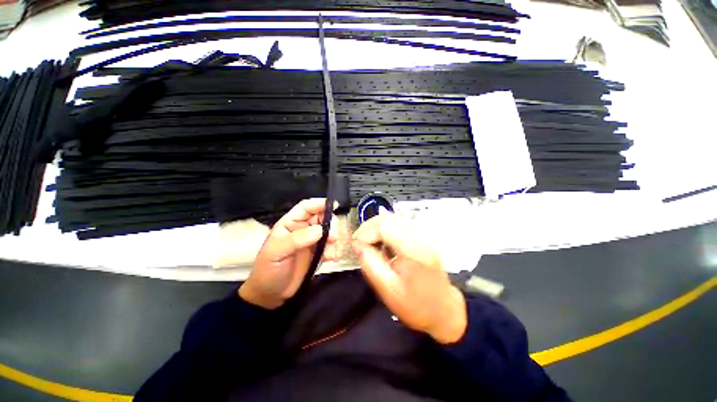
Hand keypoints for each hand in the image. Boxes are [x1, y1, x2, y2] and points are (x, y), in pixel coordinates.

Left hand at [239, 199, 339, 309]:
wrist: (271, 296)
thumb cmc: (268, 271)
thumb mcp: (276, 253)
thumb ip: (296, 239)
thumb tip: (320, 230)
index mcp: (290, 224)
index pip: (306, 208)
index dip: (319, 204)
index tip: (334, 206)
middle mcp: (302, 230)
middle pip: (321, 218)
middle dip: (330, 224)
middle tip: (333, 236)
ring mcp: (312, 242)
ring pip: (328, 232)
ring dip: (334, 238)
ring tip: (332, 250)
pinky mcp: (319, 254)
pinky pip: (330, 246)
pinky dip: (334, 250)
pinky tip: (332, 257)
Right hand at [353, 214, 466, 343]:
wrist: (443, 309)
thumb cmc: (416, 304)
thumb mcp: (388, 289)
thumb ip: (370, 264)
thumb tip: (357, 245)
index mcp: (414, 248)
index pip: (384, 226)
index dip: (366, 232)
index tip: (356, 244)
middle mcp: (420, 235)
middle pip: (387, 218)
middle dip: (369, 228)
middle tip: (359, 243)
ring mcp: (423, 233)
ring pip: (392, 218)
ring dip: (376, 228)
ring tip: (368, 244)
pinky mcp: (422, 235)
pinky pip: (398, 224)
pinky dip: (385, 230)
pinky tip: (382, 244)